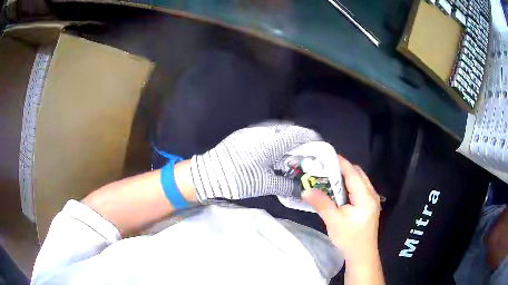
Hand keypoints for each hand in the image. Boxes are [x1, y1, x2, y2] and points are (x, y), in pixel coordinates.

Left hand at [190, 122, 320, 201]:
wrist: (208, 174)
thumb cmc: (239, 179)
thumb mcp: (264, 185)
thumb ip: (285, 186)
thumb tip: (300, 190)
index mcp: (271, 143)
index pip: (297, 134)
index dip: (311, 137)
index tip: (319, 144)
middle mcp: (263, 132)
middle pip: (288, 129)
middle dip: (299, 138)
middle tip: (304, 151)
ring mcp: (251, 131)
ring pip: (275, 130)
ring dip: (286, 138)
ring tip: (289, 153)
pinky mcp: (242, 135)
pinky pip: (264, 133)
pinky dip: (274, 139)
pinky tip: (272, 152)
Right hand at [302, 155, 380, 262]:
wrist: (362, 255)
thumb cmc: (349, 239)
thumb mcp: (334, 222)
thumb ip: (322, 203)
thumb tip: (306, 190)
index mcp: (366, 197)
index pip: (353, 173)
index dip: (341, 162)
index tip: (326, 155)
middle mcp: (372, 195)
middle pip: (358, 174)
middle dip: (342, 168)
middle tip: (324, 167)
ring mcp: (372, 200)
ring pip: (360, 180)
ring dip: (346, 176)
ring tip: (329, 176)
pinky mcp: (369, 205)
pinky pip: (360, 188)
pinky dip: (349, 184)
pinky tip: (338, 190)